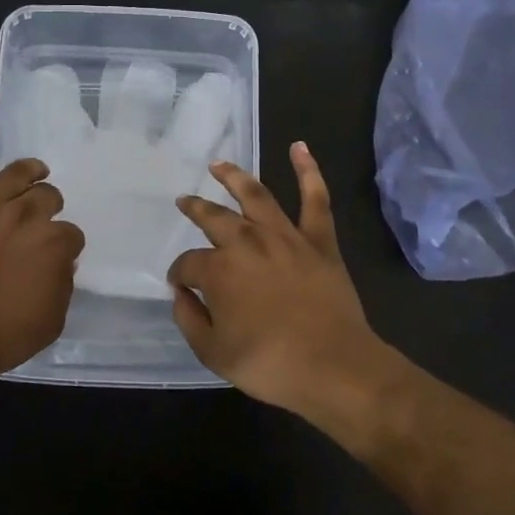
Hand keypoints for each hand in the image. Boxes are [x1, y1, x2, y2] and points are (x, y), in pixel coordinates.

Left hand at [0, 153, 84, 381]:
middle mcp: (24, 217)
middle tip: (45, 218)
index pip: (72, 234)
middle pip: (47, 196)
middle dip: (51, 205)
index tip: (60, 256)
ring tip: (35, 171)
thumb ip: (61, 289)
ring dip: (29, 170)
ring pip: (14, 174)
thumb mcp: (50, 323)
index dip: (67, 246)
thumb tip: (60, 266)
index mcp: (53, 244)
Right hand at [168, 142, 382, 416]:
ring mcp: (285, 237)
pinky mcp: (319, 241)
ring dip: (234, 177)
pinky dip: (309, 171)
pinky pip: (315, 200)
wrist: (334, 367)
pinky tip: (300, 148)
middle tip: (184, 201)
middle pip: (214, 218)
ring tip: (219, 165)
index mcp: (219, 270)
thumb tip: (180, 293)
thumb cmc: (269, 364)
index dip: (180, 274)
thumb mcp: (213, 352)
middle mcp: (247, 243)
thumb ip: (189, 319)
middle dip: (196, 209)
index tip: (180, 285)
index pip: (188, 264)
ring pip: (256, 196)